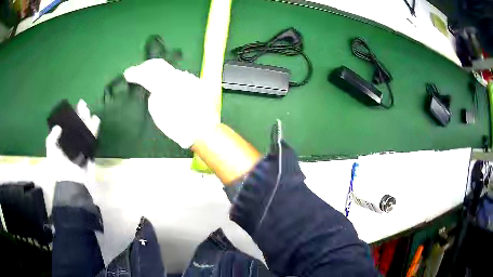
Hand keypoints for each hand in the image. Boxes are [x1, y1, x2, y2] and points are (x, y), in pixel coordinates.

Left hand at [46, 99, 99, 183]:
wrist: (71, 182)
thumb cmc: (59, 167)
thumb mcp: (51, 151)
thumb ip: (52, 138)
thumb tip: (58, 126)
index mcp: (63, 143)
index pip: (67, 126)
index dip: (70, 117)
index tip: (72, 107)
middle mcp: (72, 143)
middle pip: (77, 126)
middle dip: (80, 115)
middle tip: (82, 104)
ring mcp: (81, 147)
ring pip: (85, 130)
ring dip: (87, 120)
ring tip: (88, 110)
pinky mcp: (89, 151)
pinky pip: (92, 138)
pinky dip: (94, 129)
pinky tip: (96, 120)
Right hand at [123, 58, 218, 148]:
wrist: (203, 130)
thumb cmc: (179, 127)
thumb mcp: (158, 115)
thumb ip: (153, 97)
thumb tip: (154, 89)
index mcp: (166, 85)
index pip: (146, 73)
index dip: (135, 72)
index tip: (127, 74)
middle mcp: (178, 76)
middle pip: (158, 65)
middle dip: (145, 67)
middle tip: (137, 71)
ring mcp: (189, 77)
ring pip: (169, 70)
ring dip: (158, 72)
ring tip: (148, 75)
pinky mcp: (197, 81)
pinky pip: (180, 76)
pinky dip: (170, 79)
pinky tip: (167, 85)